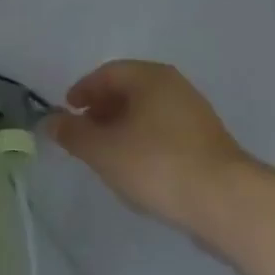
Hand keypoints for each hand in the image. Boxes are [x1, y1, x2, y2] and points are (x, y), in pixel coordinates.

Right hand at [46, 60, 247, 234]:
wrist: (225, 201)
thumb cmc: (156, 164)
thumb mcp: (103, 150)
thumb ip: (73, 134)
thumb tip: (50, 121)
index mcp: (150, 76)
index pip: (107, 73)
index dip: (82, 90)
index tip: (67, 111)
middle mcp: (174, 86)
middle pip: (129, 90)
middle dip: (102, 110)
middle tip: (83, 134)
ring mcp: (195, 113)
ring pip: (148, 113)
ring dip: (123, 127)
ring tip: (107, 155)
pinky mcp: (207, 142)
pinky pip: (165, 132)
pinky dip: (144, 142)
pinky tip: (137, 169)